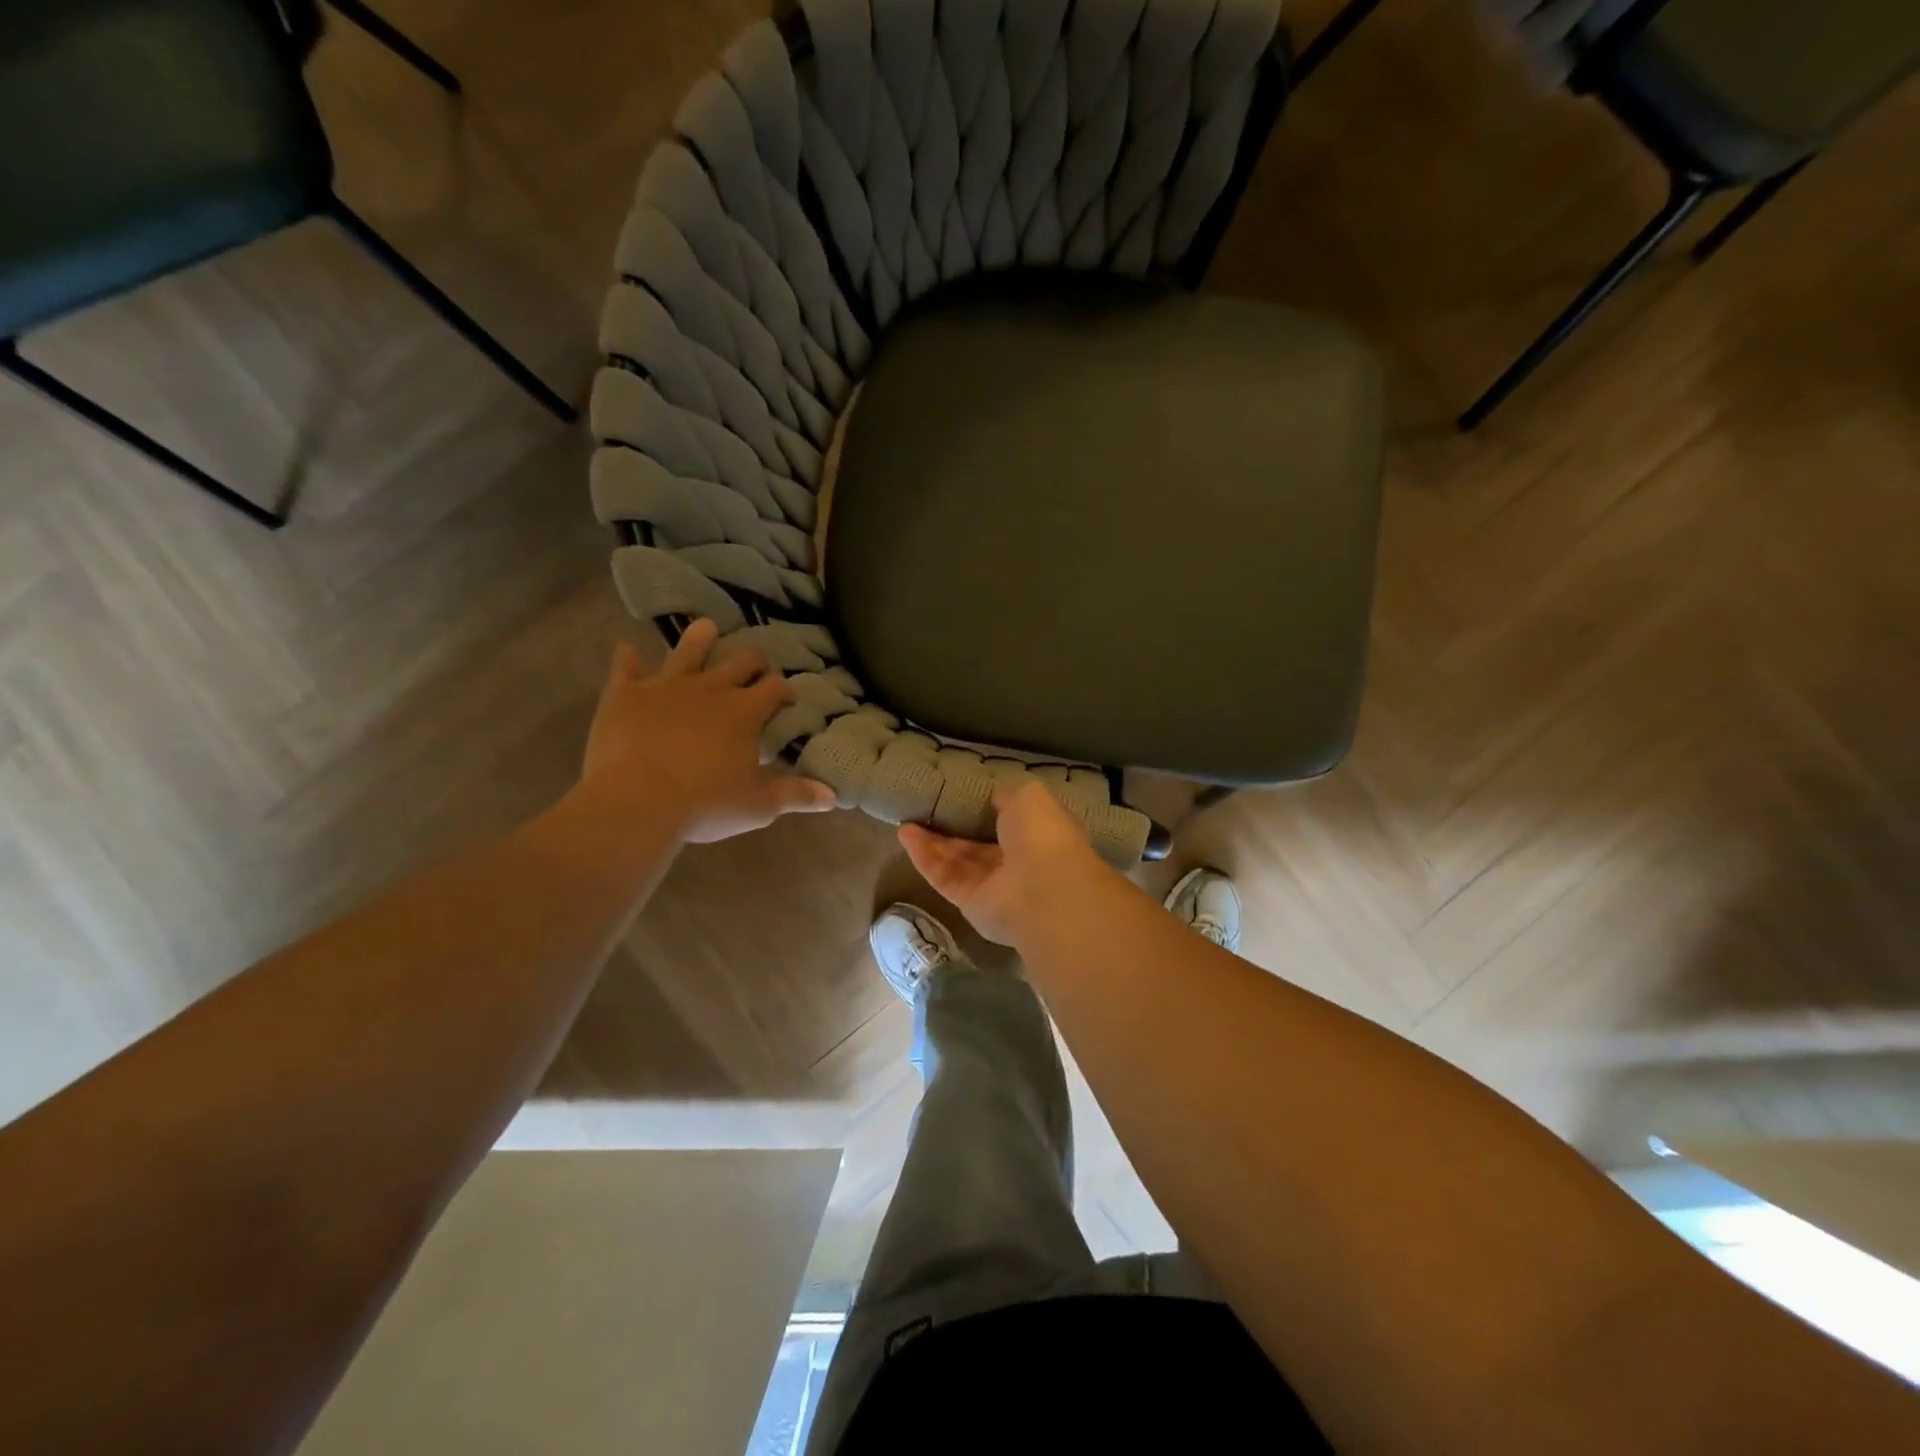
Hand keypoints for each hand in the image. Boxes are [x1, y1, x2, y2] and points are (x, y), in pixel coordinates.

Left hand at [580, 619, 836, 842]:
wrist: (637, 801)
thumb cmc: (706, 803)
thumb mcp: (759, 805)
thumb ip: (796, 794)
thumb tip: (833, 797)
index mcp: (745, 711)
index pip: (775, 688)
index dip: (785, 690)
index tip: (789, 698)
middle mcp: (710, 688)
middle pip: (740, 661)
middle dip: (753, 661)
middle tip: (756, 667)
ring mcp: (666, 686)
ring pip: (688, 651)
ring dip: (700, 639)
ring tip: (706, 627)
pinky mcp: (626, 694)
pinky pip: (626, 667)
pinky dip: (629, 658)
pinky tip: (629, 650)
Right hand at [898, 780, 1117, 945]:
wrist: (1043, 891)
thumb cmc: (1041, 835)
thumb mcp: (1028, 796)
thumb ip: (1006, 795)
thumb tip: (992, 795)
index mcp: (1037, 833)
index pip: (1009, 820)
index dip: (985, 808)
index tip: (960, 793)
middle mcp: (1016, 859)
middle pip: (977, 843)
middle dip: (952, 828)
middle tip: (925, 809)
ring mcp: (993, 884)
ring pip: (956, 860)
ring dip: (931, 841)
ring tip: (906, 821)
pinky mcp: (970, 902)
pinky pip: (944, 876)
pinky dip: (924, 857)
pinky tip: (905, 835)